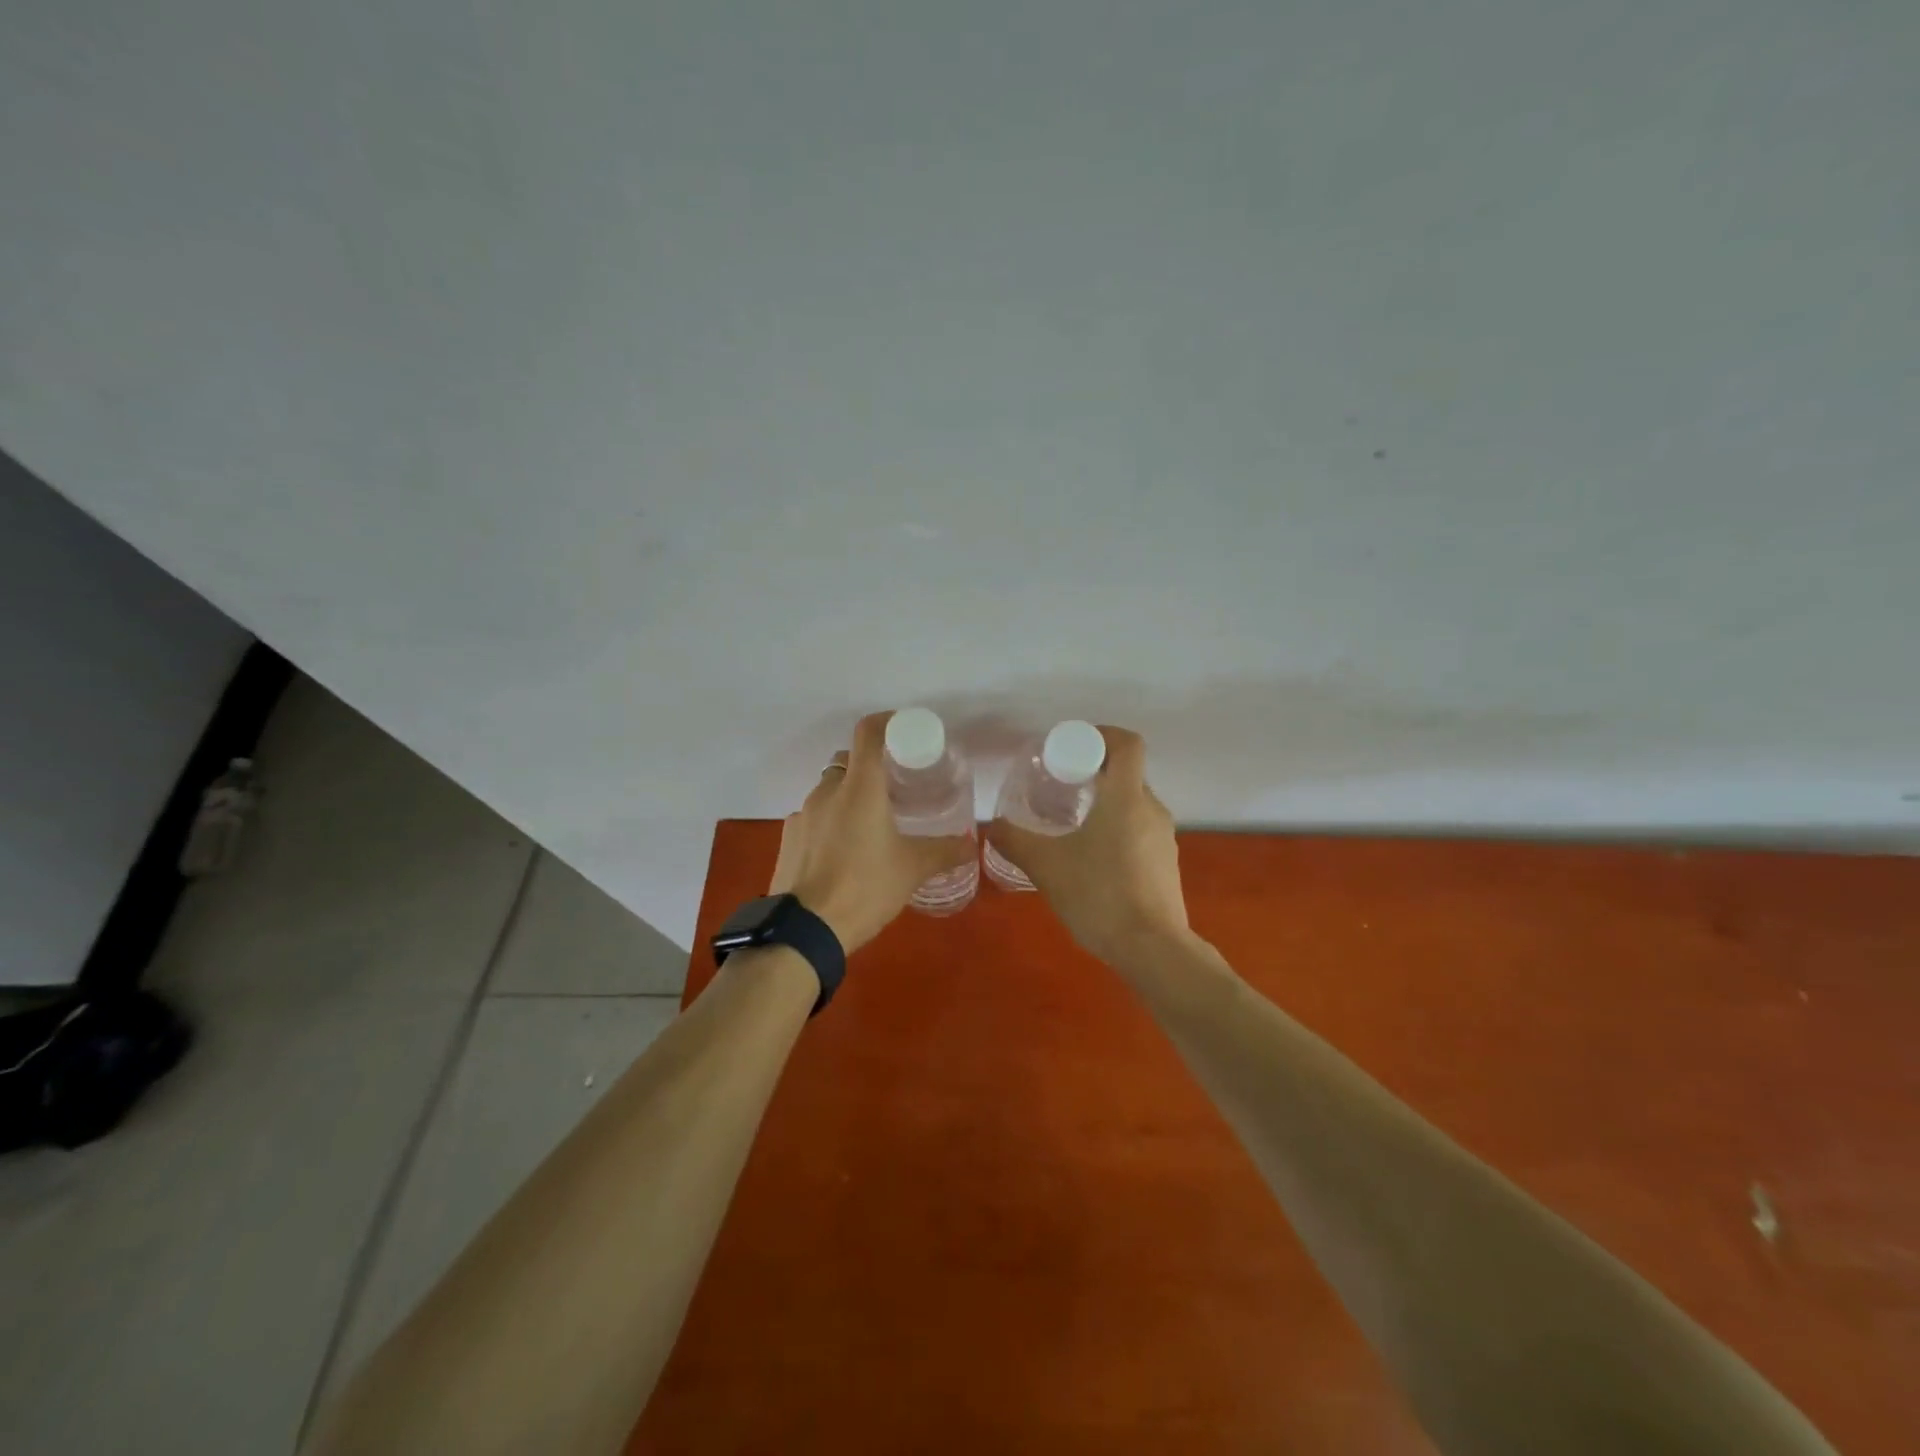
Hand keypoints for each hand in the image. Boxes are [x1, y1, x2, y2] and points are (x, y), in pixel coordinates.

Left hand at [769, 712, 975, 954]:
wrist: (804, 931)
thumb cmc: (865, 888)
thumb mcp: (912, 870)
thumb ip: (945, 852)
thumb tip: (972, 844)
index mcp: (860, 788)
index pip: (868, 733)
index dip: (887, 722)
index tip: (905, 731)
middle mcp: (827, 791)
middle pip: (848, 761)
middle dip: (870, 768)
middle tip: (894, 789)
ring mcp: (802, 814)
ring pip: (829, 791)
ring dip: (849, 798)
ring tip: (870, 827)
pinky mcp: (788, 838)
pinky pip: (813, 818)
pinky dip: (830, 823)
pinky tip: (842, 853)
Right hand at [985, 727, 1190, 965]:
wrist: (1152, 949)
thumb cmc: (1099, 895)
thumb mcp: (1046, 866)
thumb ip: (1016, 841)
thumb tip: (993, 827)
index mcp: (1127, 798)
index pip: (1127, 743)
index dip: (1101, 734)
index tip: (1072, 747)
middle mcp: (1151, 810)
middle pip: (1127, 774)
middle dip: (1094, 773)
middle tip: (1060, 786)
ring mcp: (1164, 839)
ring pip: (1133, 805)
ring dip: (1104, 804)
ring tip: (1071, 825)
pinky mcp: (1166, 865)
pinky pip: (1139, 832)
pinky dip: (1116, 831)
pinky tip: (1091, 861)